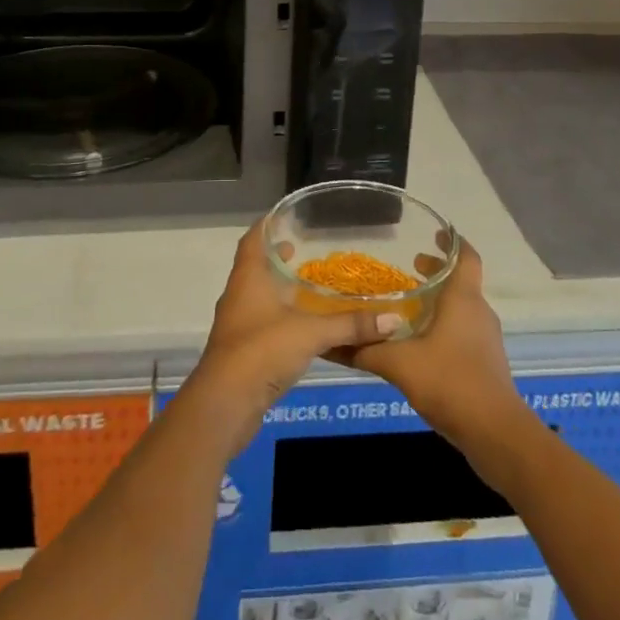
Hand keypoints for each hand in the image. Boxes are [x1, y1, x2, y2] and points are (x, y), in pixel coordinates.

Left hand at [182, 221, 400, 454]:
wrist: (225, 404)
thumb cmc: (262, 351)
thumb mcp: (311, 333)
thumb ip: (351, 325)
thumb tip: (394, 319)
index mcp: (248, 278)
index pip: (254, 238)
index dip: (268, 224)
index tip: (288, 215)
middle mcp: (239, 294)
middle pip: (256, 266)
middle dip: (280, 257)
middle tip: (309, 249)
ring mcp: (238, 324)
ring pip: (260, 295)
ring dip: (281, 288)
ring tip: (311, 284)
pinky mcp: (243, 351)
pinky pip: (264, 322)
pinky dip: (283, 316)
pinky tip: (305, 324)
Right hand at [344, 239, 531, 461]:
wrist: (496, 434)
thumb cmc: (451, 382)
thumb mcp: (400, 364)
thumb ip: (366, 350)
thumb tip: (330, 342)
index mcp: (463, 299)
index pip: (466, 257)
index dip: (452, 242)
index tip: (434, 232)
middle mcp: (478, 312)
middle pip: (461, 281)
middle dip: (437, 272)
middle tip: (409, 268)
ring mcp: (485, 339)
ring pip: (462, 307)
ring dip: (439, 300)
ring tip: (409, 305)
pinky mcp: (485, 363)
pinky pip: (463, 330)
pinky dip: (444, 325)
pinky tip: (420, 343)